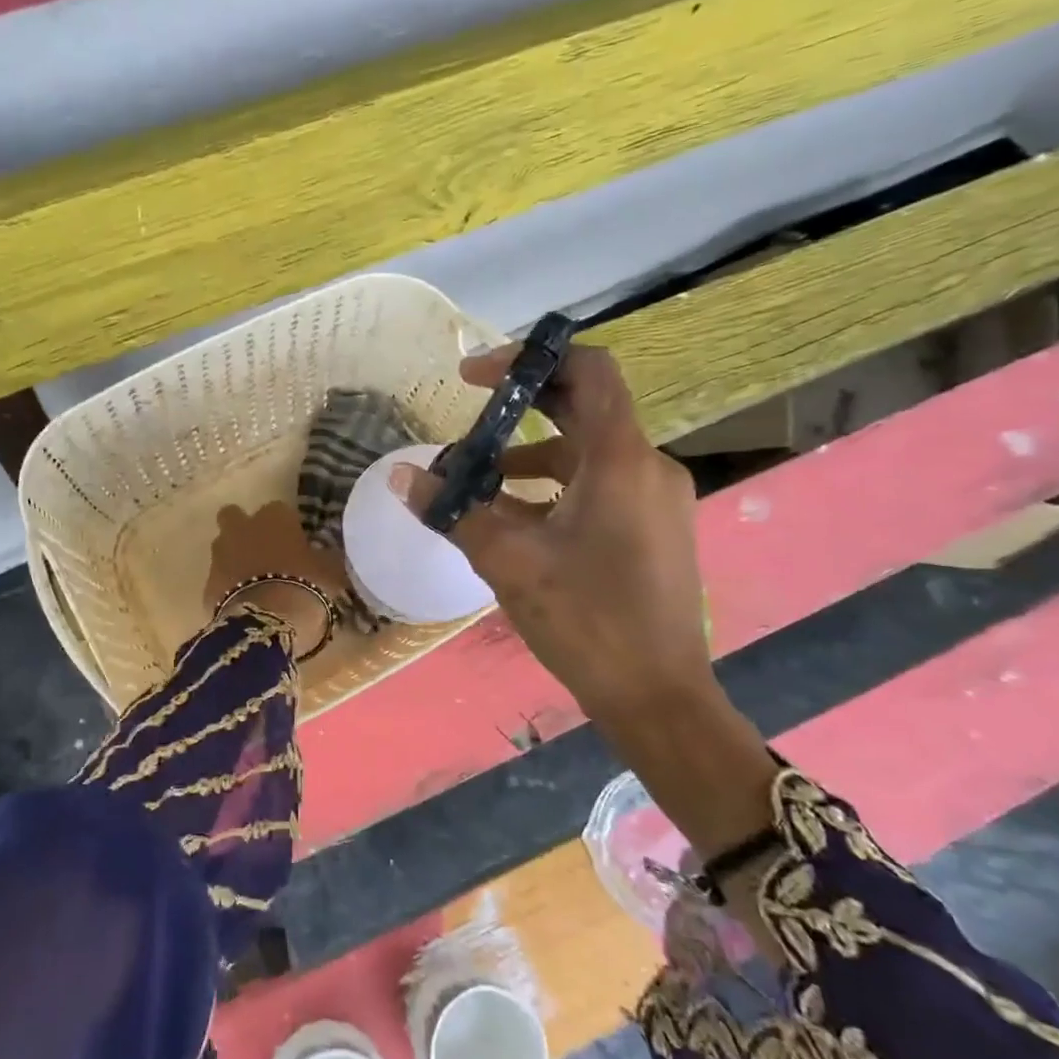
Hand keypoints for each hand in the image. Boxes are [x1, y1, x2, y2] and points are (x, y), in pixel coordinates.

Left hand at [203, 502, 345, 651]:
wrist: (267, 622)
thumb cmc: (306, 586)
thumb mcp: (330, 570)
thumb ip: (324, 557)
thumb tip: (325, 554)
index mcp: (274, 517)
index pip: (279, 510)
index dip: (286, 526)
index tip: (296, 543)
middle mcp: (242, 528)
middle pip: (235, 517)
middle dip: (244, 529)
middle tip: (263, 551)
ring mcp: (220, 555)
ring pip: (223, 547)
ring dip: (234, 558)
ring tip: (254, 582)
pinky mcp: (207, 584)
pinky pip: (219, 580)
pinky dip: (228, 588)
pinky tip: (244, 604)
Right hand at [393, 344, 713, 720]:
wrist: (658, 698)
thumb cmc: (587, 621)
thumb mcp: (509, 562)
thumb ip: (454, 512)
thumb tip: (400, 477)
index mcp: (622, 460)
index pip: (589, 370)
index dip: (530, 360)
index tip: (475, 379)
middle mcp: (648, 467)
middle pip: (586, 409)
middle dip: (523, 408)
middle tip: (470, 419)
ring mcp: (656, 500)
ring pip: (589, 455)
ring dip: (532, 457)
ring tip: (478, 483)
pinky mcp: (654, 530)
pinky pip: (601, 487)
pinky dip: (556, 489)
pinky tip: (516, 522)